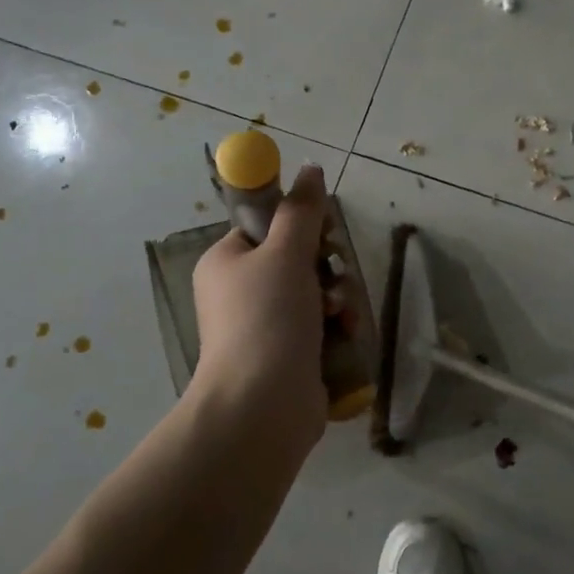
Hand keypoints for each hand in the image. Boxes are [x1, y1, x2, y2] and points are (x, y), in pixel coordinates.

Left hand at [190, 165, 330, 442]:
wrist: (263, 406)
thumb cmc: (267, 319)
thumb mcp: (285, 254)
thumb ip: (301, 211)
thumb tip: (310, 168)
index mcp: (227, 262)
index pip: (266, 227)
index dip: (299, 225)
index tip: (323, 233)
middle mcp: (240, 292)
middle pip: (297, 259)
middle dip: (326, 266)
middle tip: (334, 274)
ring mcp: (264, 326)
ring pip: (315, 293)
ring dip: (338, 298)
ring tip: (341, 314)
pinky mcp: (288, 355)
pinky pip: (320, 325)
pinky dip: (337, 326)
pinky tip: (347, 334)